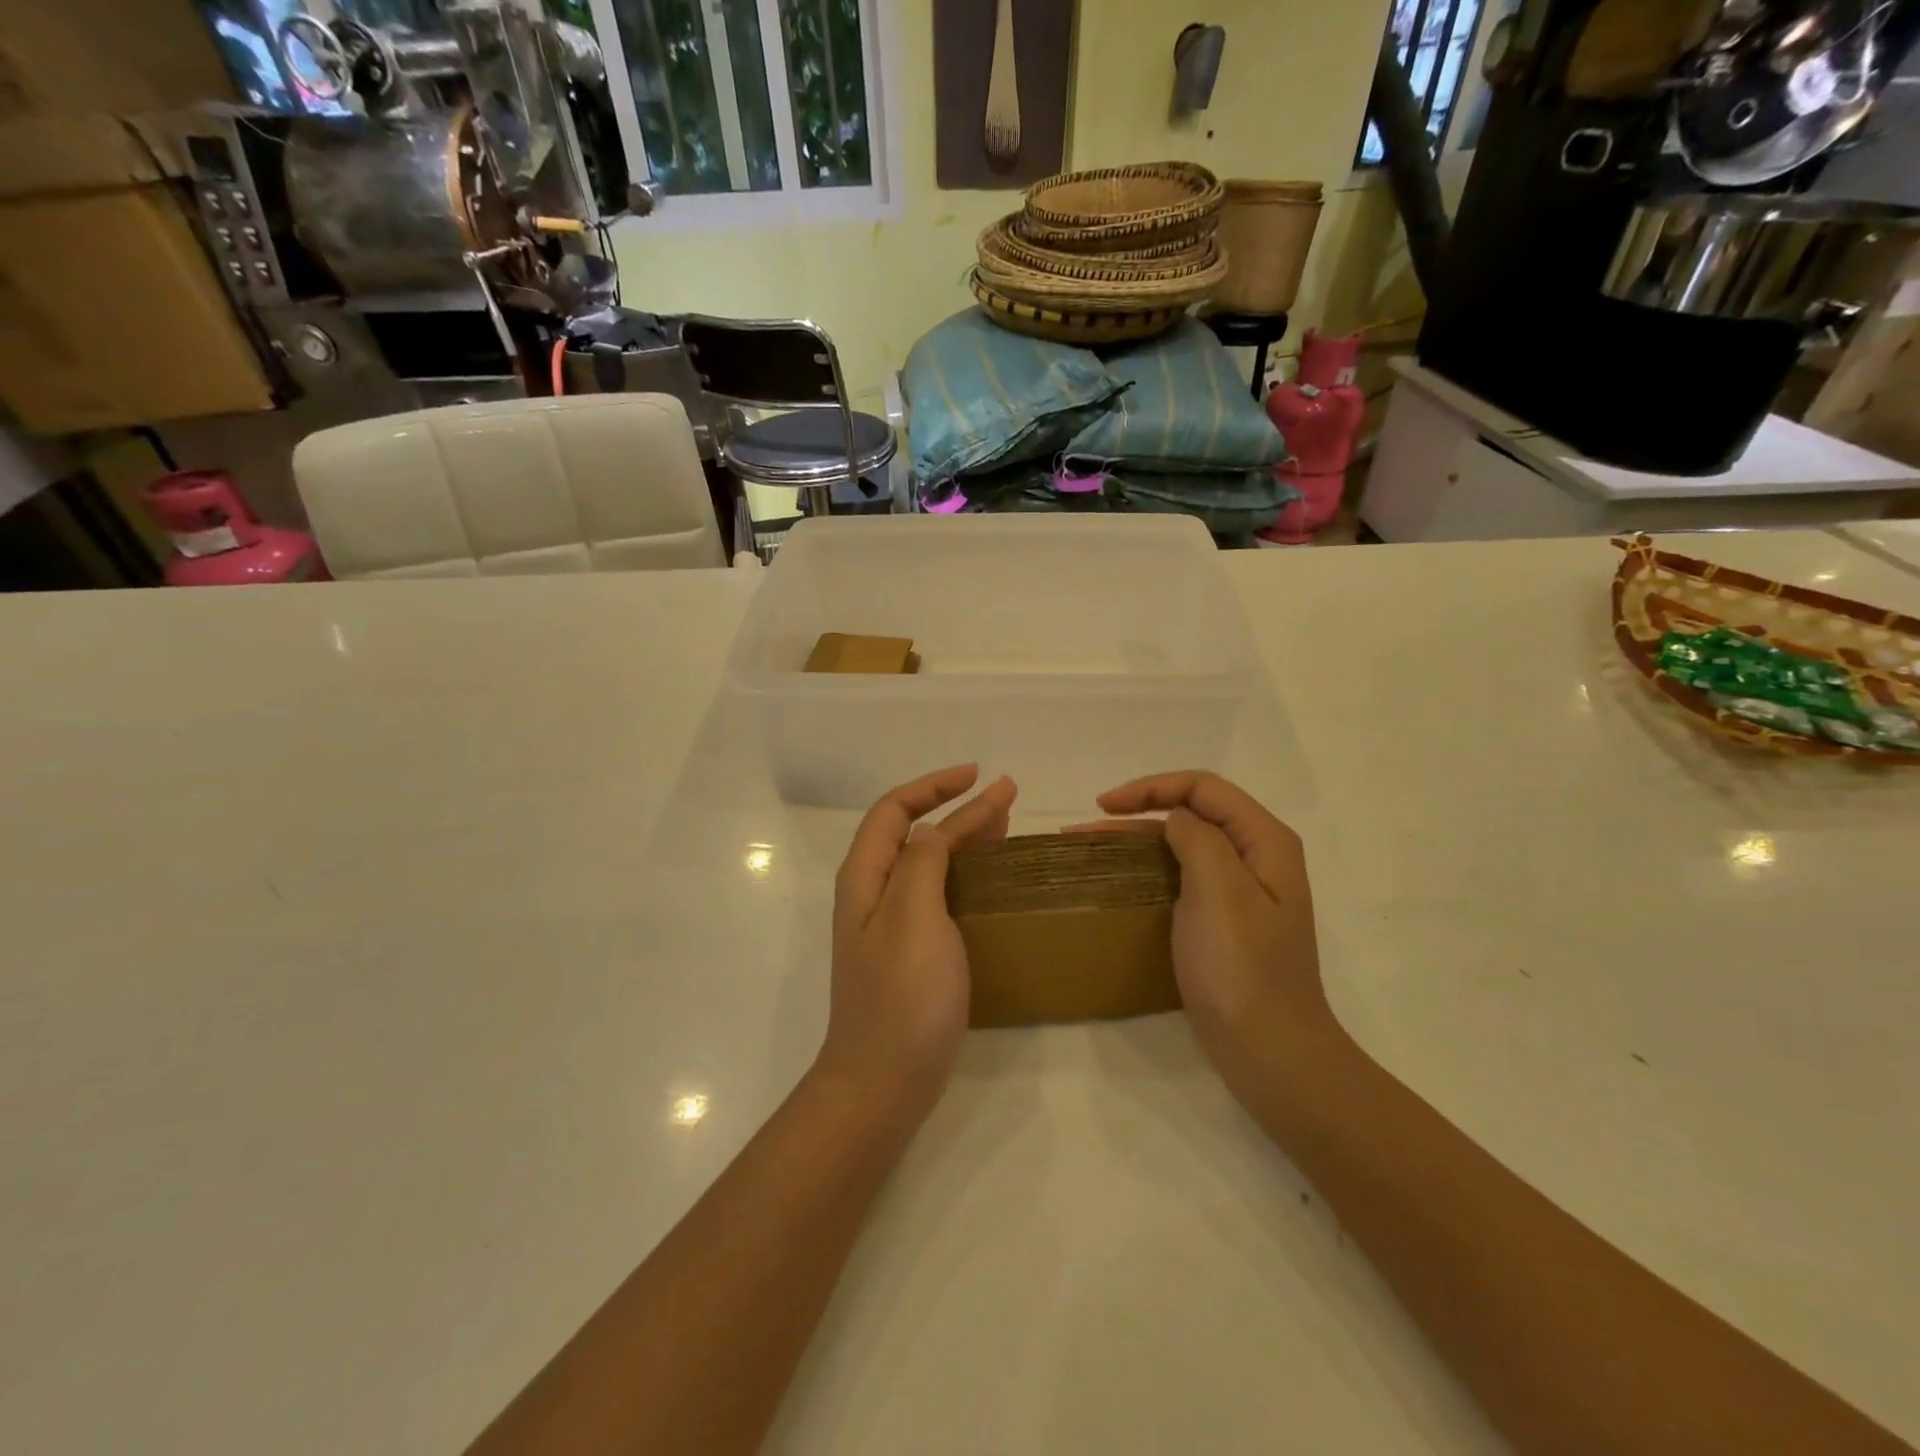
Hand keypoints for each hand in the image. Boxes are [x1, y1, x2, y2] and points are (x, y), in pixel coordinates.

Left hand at [817, 765, 1016, 1122]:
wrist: (883, 1082)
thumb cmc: (901, 995)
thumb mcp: (913, 915)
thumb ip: (923, 861)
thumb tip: (935, 827)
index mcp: (866, 877)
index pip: (895, 809)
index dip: (935, 785)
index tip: (980, 776)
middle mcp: (873, 894)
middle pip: (912, 832)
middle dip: (956, 807)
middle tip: (1006, 799)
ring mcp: (891, 925)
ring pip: (927, 863)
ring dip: (963, 838)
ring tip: (1005, 828)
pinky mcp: (911, 953)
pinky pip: (938, 895)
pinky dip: (965, 875)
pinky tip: (990, 882)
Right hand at [1087, 772, 1334, 1080]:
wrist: (1270, 1053)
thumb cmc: (1242, 969)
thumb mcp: (1219, 891)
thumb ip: (1197, 837)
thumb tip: (1176, 818)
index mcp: (1265, 841)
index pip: (1204, 788)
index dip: (1152, 787)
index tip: (1104, 806)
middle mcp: (1257, 857)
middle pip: (1193, 812)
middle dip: (1138, 811)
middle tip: (1085, 829)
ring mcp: (1241, 892)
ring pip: (1183, 845)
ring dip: (1137, 841)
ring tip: (1088, 850)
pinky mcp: (1224, 921)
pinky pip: (1182, 878)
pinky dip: (1148, 870)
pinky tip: (1119, 882)